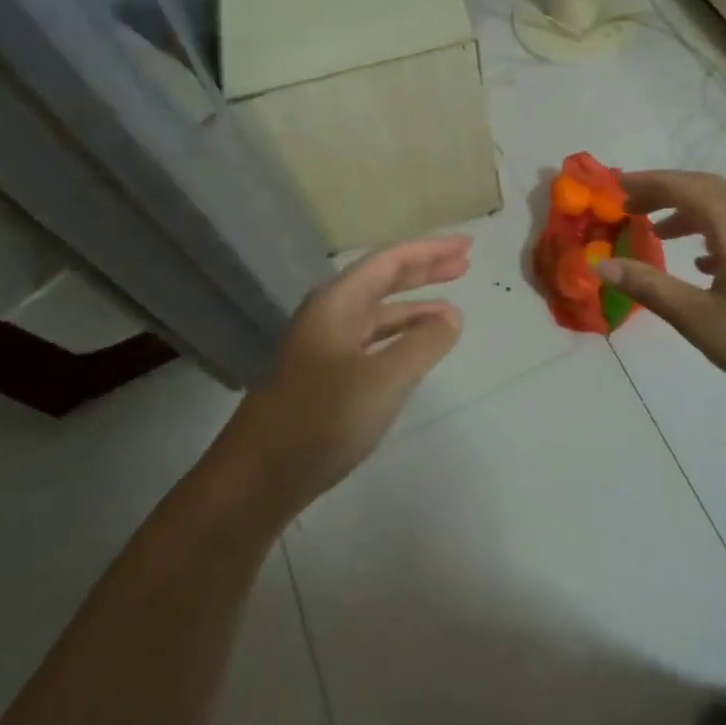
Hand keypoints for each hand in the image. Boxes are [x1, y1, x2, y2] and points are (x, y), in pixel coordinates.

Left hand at [213, 237, 470, 517]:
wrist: (258, 478)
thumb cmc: (322, 419)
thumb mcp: (384, 379)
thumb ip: (422, 343)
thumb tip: (451, 316)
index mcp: (338, 302)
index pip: (390, 260)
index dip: (431, 250)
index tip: (467, 246)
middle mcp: (330, 314)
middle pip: (383, 279)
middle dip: (425, 269)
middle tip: (464, 263)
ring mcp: (325, 345)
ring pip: (378, 312)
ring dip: (415, 306)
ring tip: (452, 308)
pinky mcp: (325, 376)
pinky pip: (372, 340)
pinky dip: (400, 336)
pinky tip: (417, 349)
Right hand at [598, 170, 725, 413]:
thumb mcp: (702, 321)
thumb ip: (650, 287)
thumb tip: (601, 264)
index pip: (679, 185)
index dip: (643, 184)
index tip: (613, 188)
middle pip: (702, 188)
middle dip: (663, 194)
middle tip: (629, 208)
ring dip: (690, 212)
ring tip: (660, 234)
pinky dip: (716, 229)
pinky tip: (707, 262)